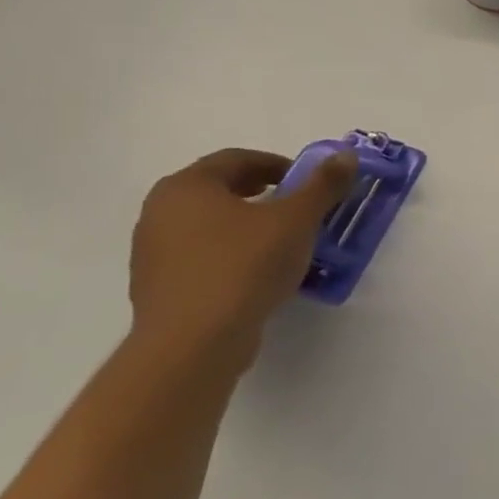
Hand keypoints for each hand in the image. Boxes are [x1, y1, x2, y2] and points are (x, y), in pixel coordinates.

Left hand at [128, 148, 356, 374]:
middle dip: (263, 194)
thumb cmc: (244, 266)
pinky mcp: (158, 288)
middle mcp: (159, 212)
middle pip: (220, 190)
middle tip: (299, 207)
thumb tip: (346, 155)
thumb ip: (323, 184)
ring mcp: (153, 252)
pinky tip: (260, 273)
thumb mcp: (297, 219)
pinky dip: (233, 254)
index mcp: (187, 187)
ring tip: (285, 242)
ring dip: (248, 225)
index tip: (307, 182)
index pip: (236, 159)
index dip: (277, 164)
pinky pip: (202, 257)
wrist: (194, 343)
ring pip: (211, 225)